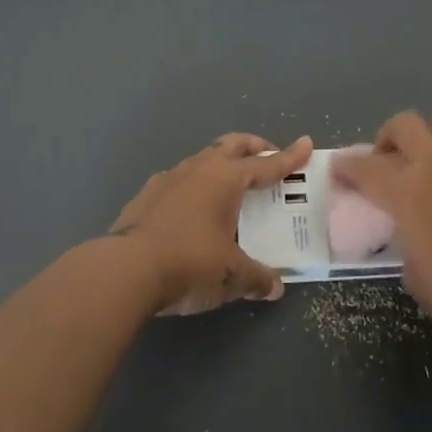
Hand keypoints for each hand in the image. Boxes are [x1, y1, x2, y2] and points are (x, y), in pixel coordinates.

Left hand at [109, 132, 313, 315]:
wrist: (125, 270)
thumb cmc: (190, 263)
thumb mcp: (231, 276)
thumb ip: (257, 278)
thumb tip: (275, 287)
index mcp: (227, 178)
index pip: (267, 165)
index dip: (289, 157)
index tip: (306, 143)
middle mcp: (200, 168)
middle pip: (233, 145)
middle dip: (254, 147)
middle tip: (267, 156)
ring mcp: (169, 177)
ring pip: (203, 159)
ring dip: (220, 165)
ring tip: (229, 186)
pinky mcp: (146, 194)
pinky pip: (178, 180)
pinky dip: (193, 186)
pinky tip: (191, 209)